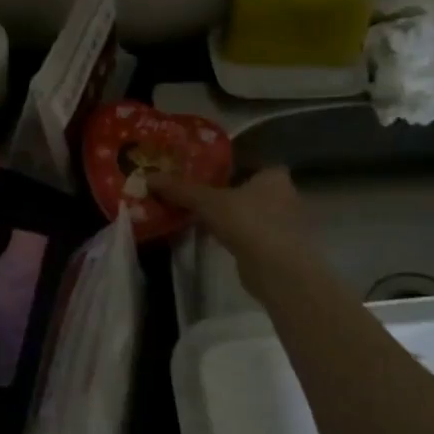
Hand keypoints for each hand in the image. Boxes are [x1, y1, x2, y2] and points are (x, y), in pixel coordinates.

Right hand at [152, 167, 317, 291]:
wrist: (278, 270)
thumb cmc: (247, 222)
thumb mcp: (207, 202)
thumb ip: (180, 189)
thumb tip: (148, 177)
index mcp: (274, 176)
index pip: (251, 162)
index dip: (230, 165)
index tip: (206, 171)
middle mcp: (286, 195)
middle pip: (250, 189)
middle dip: (228, 192)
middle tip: (199, 193)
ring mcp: (286, 224)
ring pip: (252, 213)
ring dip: (232, 216)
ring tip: (202, 216)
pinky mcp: (280, 248)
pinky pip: (253, 234)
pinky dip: (237, 235)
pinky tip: (217, 238)